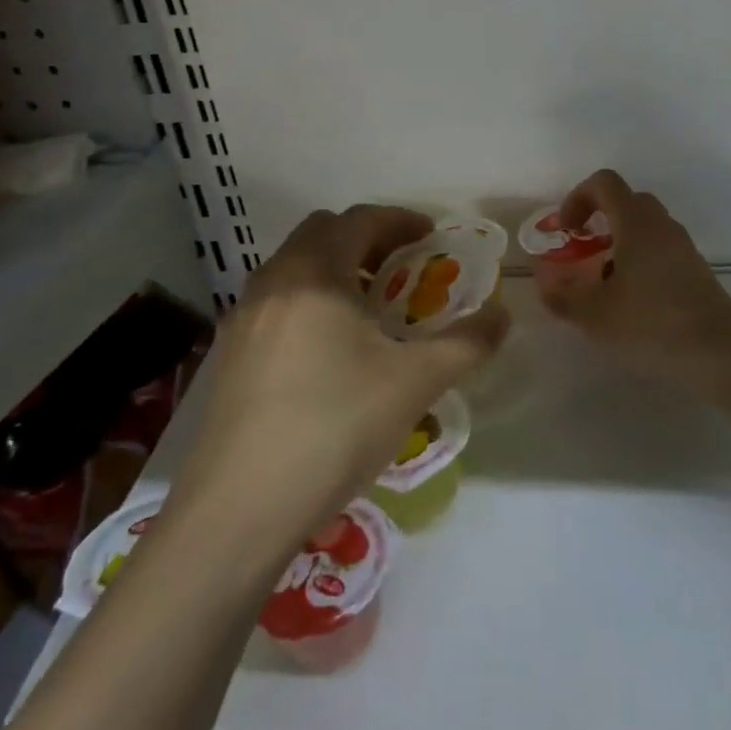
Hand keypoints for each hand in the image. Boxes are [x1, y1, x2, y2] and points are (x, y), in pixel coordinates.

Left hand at [179, 206, 508, 548]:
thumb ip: (467, 343)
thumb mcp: (414, 384)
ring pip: (293, 269)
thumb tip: (503, 316)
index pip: (359, 220)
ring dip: (334, 270)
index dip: (400, 220)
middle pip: (320, 234)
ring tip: (370, 310)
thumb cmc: (334, 429)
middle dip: (366, 240)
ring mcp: (242, 320)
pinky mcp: (228, 356)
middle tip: (402, 269)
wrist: (238, 510)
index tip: (431, 237)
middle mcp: (272, 283)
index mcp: (314, 275)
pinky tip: (328, 351)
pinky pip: (276, 303)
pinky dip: (309, 302)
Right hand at [533, 169, 730, 400]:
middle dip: (598, 219)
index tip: (566, 231)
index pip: (604, 183)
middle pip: (626, 201)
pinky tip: (631, 301)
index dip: (577, 198)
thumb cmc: (652, 324)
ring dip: (618, 242)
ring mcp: (682, 246)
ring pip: (644, 227)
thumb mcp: (595, 315)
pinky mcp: (695, 269)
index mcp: (636, 223)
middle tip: (582, 251)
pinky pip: (660, 249)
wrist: (720, 352)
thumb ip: (563, 297)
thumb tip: (545, 285)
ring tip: (604, 283)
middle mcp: (661, 225)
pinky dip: (638, 261)